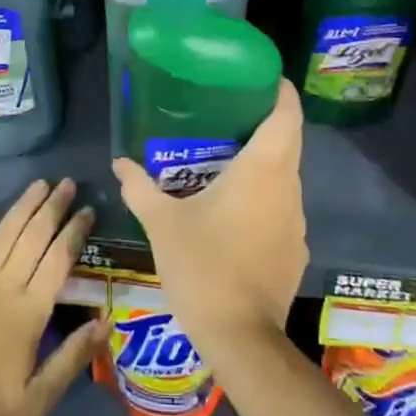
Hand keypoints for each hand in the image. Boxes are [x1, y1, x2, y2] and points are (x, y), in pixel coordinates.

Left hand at [0, 178, 104, 415]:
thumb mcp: (38, 399)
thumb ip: (73, 357)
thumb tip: (106, 321)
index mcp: (29, 313)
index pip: (59, 260)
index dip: (75, 232)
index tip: (88, 210)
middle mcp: (3, 287)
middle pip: (34, 238)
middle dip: (53, 208)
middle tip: (68, 183)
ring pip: (3, 235)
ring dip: (23, 207)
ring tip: (39, 184)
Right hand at [113, 78, 307, 359]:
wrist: (241, 338)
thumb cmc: (203, 266)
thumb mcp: (162, 223)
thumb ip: (140, 187)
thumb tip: (119, 162)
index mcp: (263, 169)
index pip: (287, 115)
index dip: (280, 91)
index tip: (262, 77)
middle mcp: (287, 188)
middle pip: (287, 142)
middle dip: (264, 123)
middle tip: (228, 113)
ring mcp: (297, 221)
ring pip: (285, 176)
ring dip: (263, 163)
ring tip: (226, 158)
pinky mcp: (296, 249)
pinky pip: (282, 208)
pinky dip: (264, 197)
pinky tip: (235, 209)